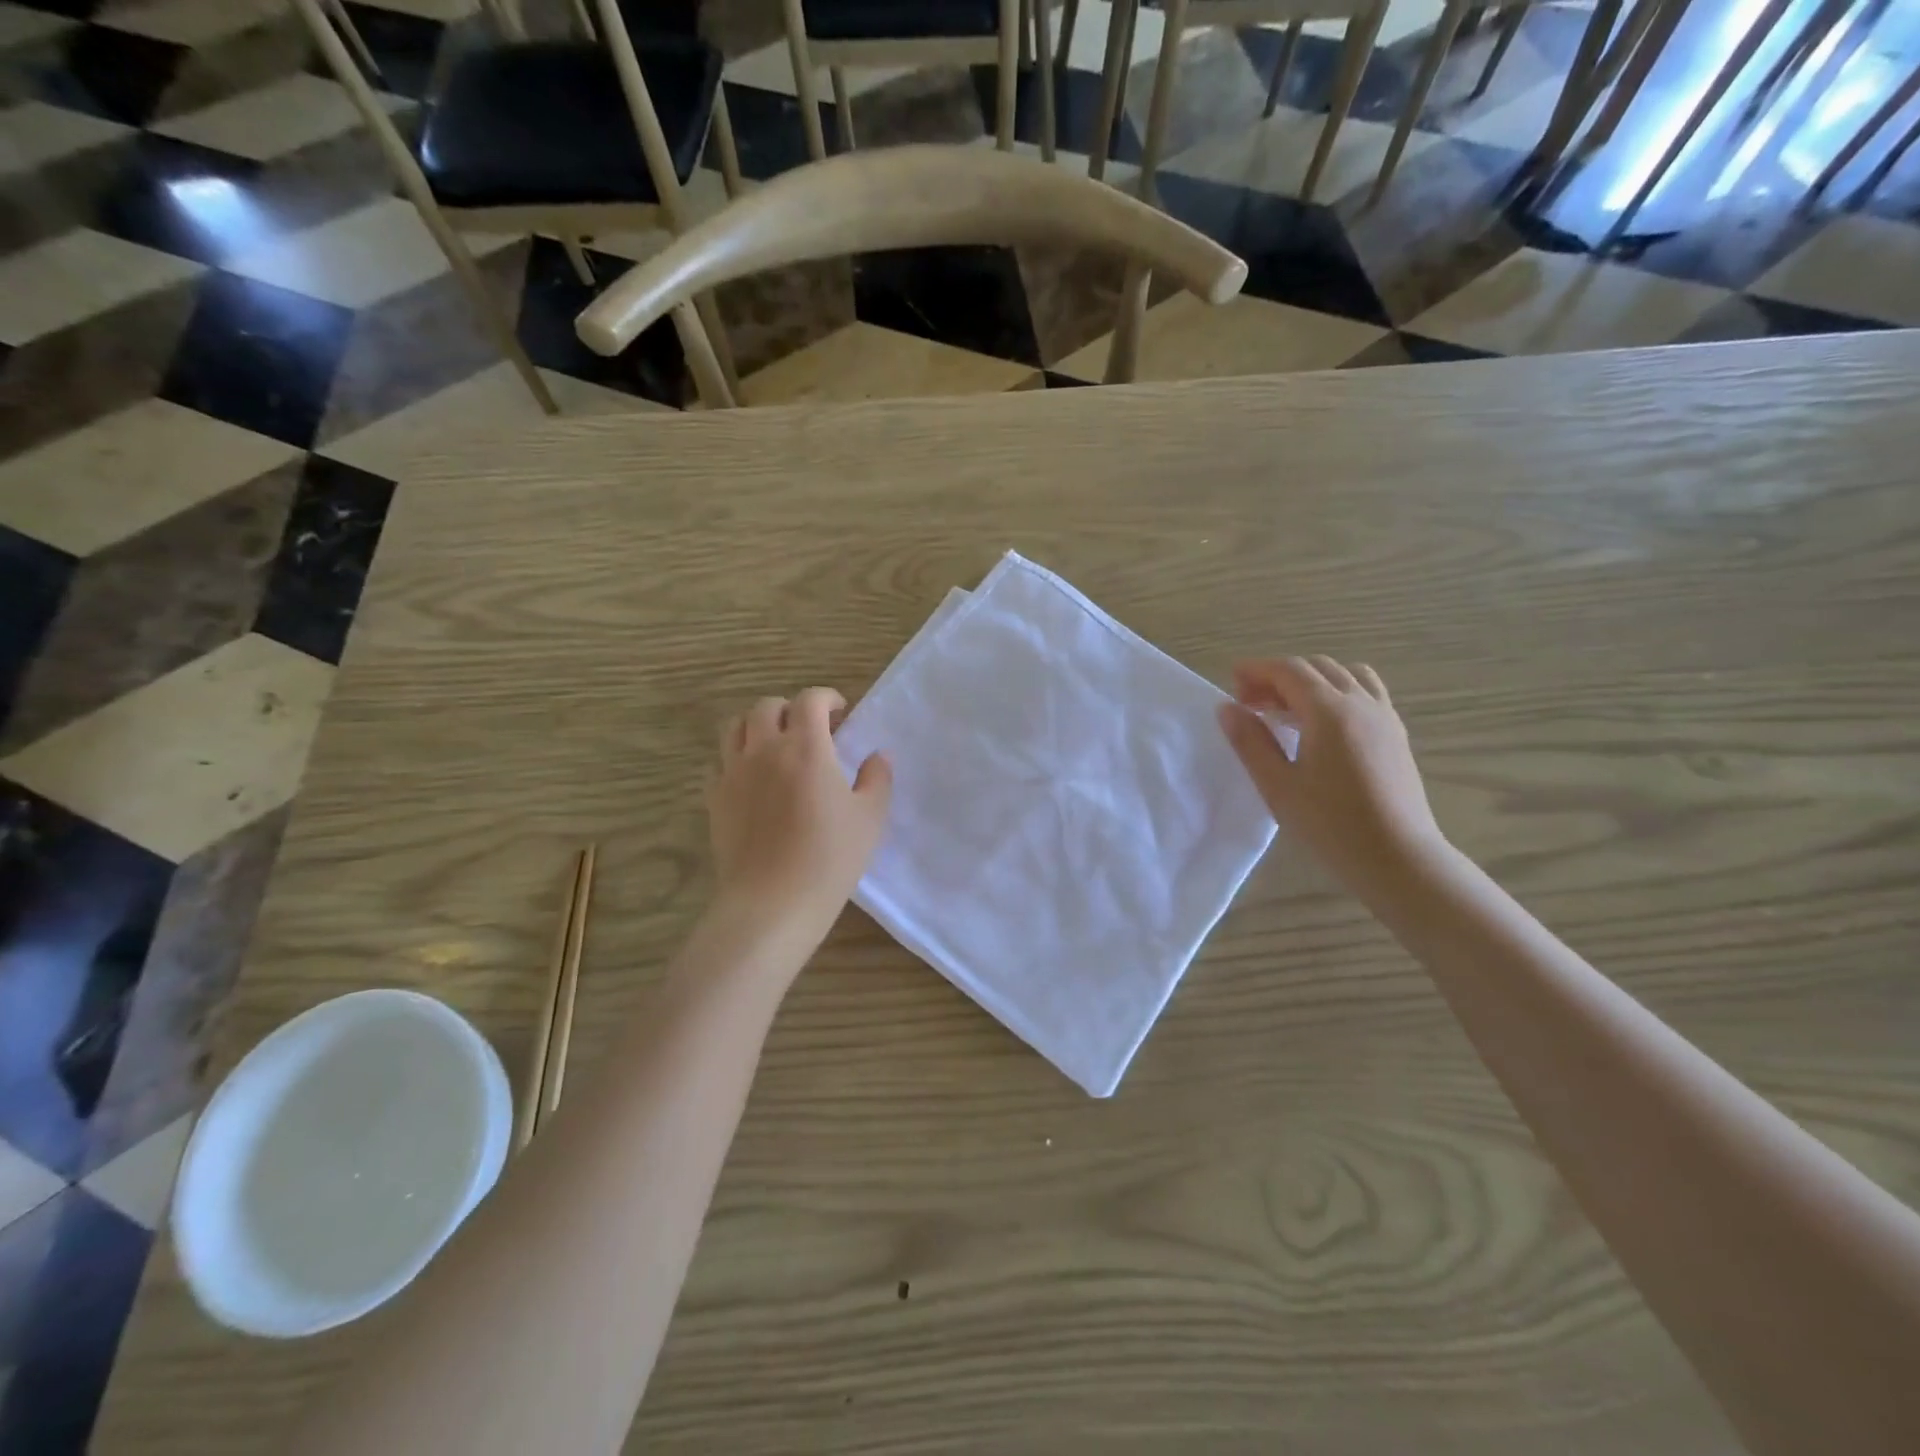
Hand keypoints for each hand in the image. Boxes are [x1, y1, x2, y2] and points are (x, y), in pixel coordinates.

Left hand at [708, 688, 891, 944]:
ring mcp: (734, 772)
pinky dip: (735, 758)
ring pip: (735, 727)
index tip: (840, 712)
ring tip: (774, 745)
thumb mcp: (870, 818)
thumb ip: (877, 778)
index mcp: (807, 747)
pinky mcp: (715, 798)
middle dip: (790, 708)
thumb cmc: (830, 858)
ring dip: (757, 726)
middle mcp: (765, 749)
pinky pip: (719, 762)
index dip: (826, 698)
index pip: (810, 700)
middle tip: (809, 729)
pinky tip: (751, 778)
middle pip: (767, 706)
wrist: (773, 901)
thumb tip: (878, 756)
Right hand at [1217, 656, 1442, 888]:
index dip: (1257, 670)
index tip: (1231, 682)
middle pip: (1317, 667)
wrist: (1398, 858)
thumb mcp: (1278, 786)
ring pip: (1345, 675)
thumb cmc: (1331, 825)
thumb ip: (1250, 742)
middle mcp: (1361, 703)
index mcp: (1329, 711)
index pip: (1289, 670)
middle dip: (1279, 676)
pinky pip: (1365, 692)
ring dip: (1310, 681)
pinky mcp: (1396, 734)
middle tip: (1251, 703)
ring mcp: (1384, 716)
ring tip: (1287, 710)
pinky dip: (1337, 692)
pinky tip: (1322, 725)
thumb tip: (1227, 708)